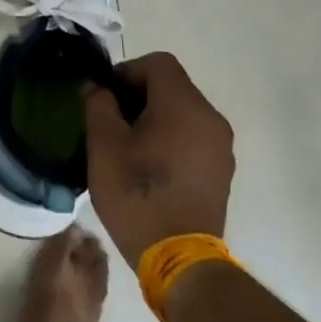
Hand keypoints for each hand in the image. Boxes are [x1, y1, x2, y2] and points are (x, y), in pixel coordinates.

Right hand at [84, 52, 234, 265]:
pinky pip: (193, 137)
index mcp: (183, 105)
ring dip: (154, 118)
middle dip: (138, 95)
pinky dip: (171, 139)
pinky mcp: (222, 171)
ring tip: (127, 146)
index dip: (127, 71)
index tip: (105, 97)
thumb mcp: (103, 145)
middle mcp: (210, 118)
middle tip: (110, 121)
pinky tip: (150, 167)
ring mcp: (221, 147)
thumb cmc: (136, 193)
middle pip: (172, 86)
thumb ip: (98, 105)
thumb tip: (99, 90)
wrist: (179, 258)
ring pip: (183, 113)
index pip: (158, 63)